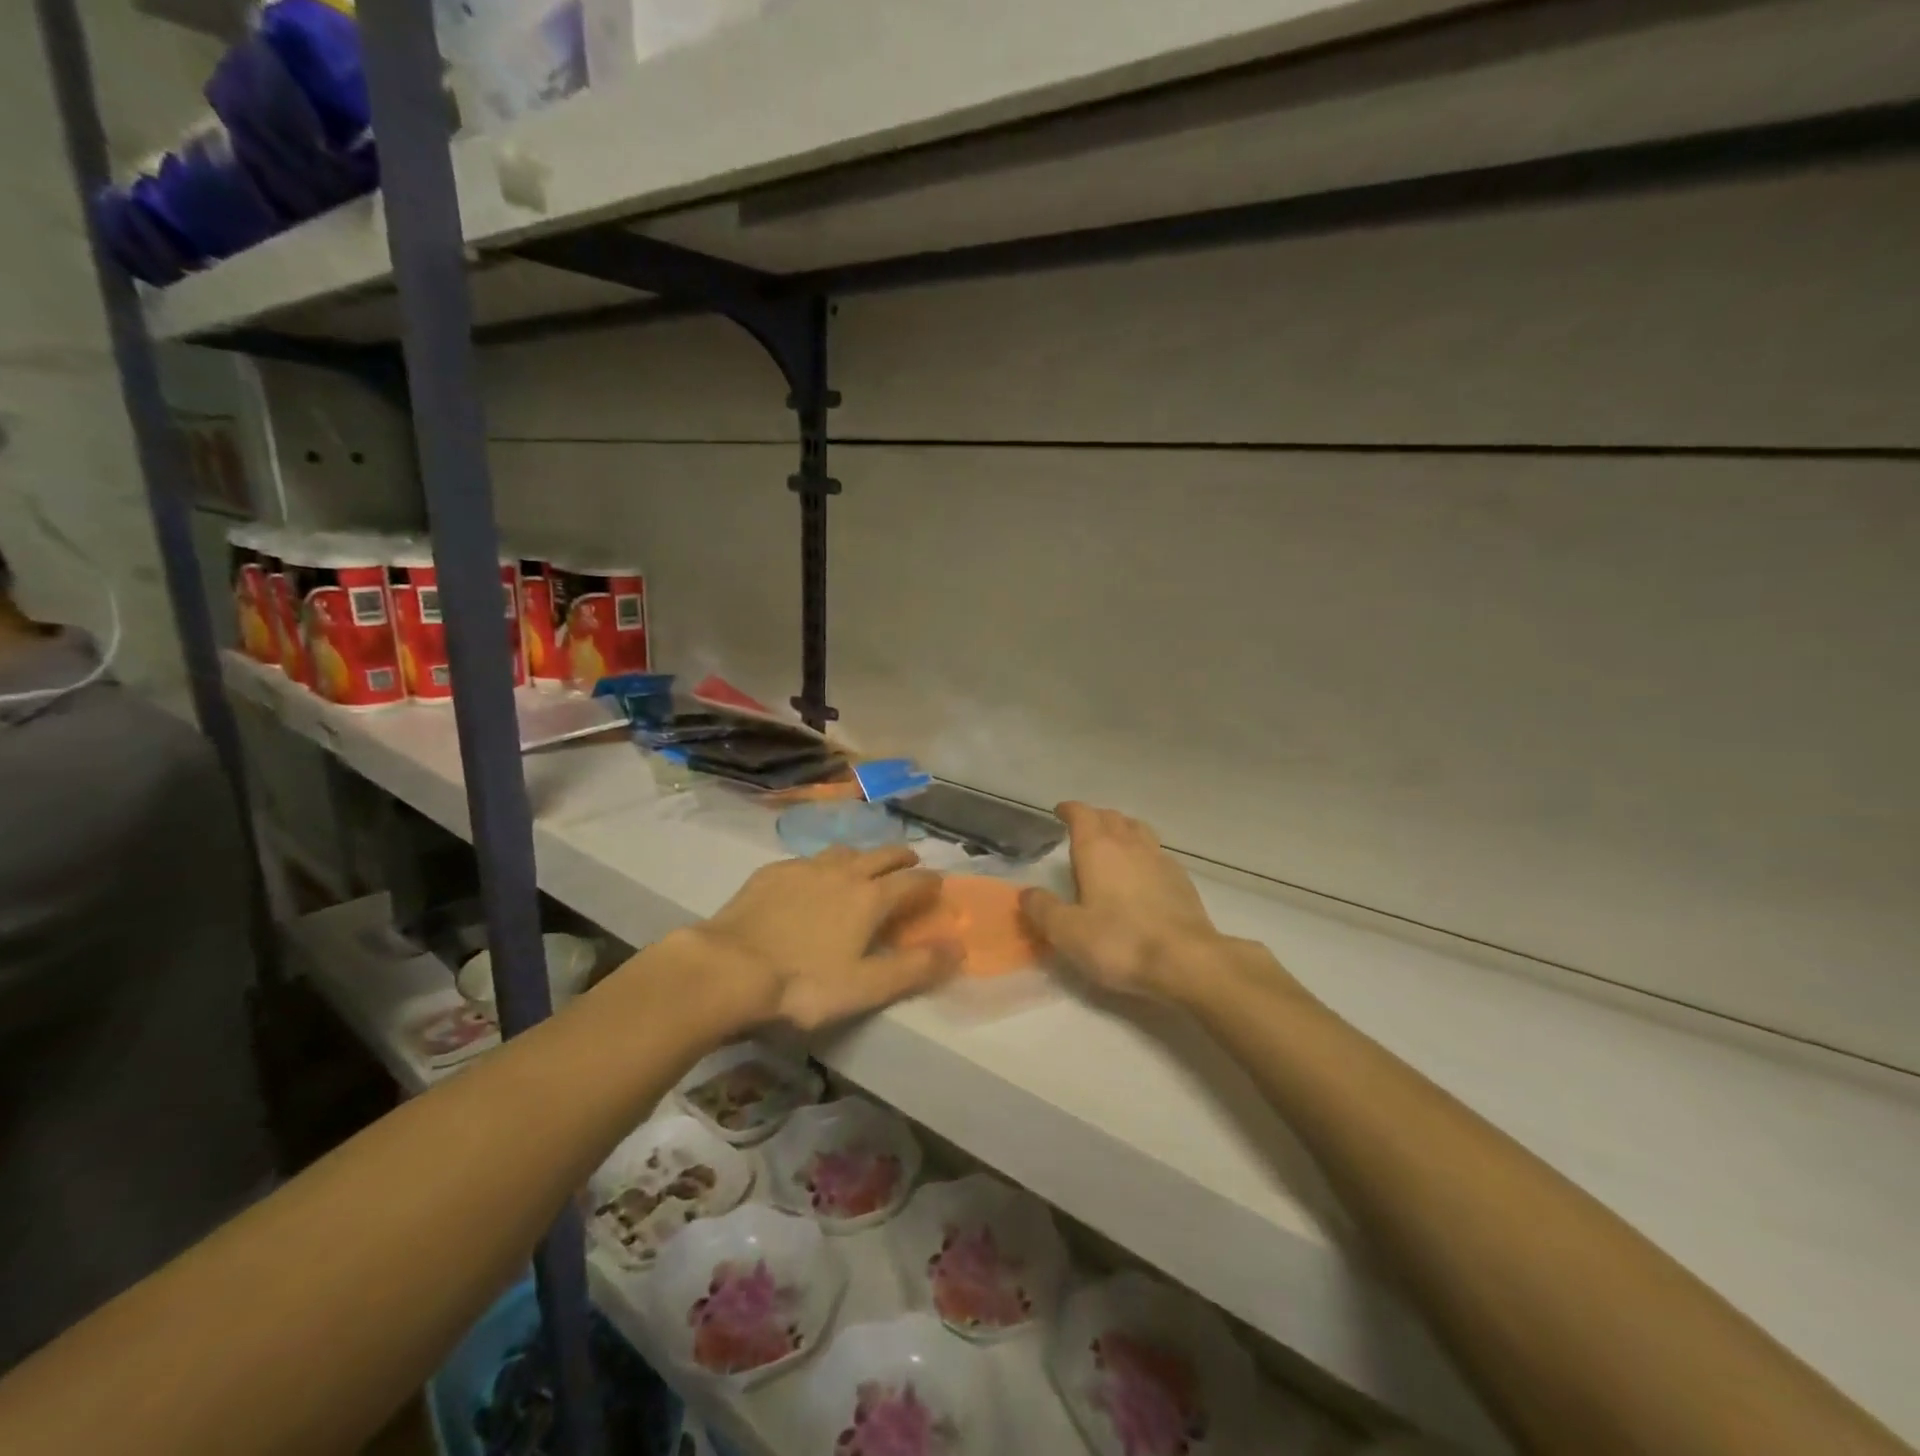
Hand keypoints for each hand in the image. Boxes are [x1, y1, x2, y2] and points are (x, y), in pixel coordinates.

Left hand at [692, 846, 959, 1032]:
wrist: (728, 968)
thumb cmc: (803, 984)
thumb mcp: (866, 987)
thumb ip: (915, 967)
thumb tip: (959, 947)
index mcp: (870, 898)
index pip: (912, 882)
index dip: (930, 883)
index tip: (939, 885)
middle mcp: (843, 873)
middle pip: (881, 855)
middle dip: (900, 858)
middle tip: (910, 862)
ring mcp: (804, 868)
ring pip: (843, 851)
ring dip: (861, 856)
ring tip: (862, 867)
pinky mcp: (771, 873)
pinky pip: (806, 860)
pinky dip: (821, 865)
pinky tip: (810, 879)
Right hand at [1020, 802, 1285, 1002]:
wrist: (1186, 960)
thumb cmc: (1119, 942)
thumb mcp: (1067, 932)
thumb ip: (1042, 909)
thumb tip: (1026, 893)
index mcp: (1097, 849)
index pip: (1081, 814)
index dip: (1069, 810)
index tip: (1059, 812)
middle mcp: (1129, 844)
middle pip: (1111, 816)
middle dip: (1094, 818)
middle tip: (1081, 829)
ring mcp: (1160, 859)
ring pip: (1138, 829)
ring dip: (1122, 829)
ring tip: (1113, 843)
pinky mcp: (1181, 880)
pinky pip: (1157, 852)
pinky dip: (1143, 852)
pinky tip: (1142, 873)